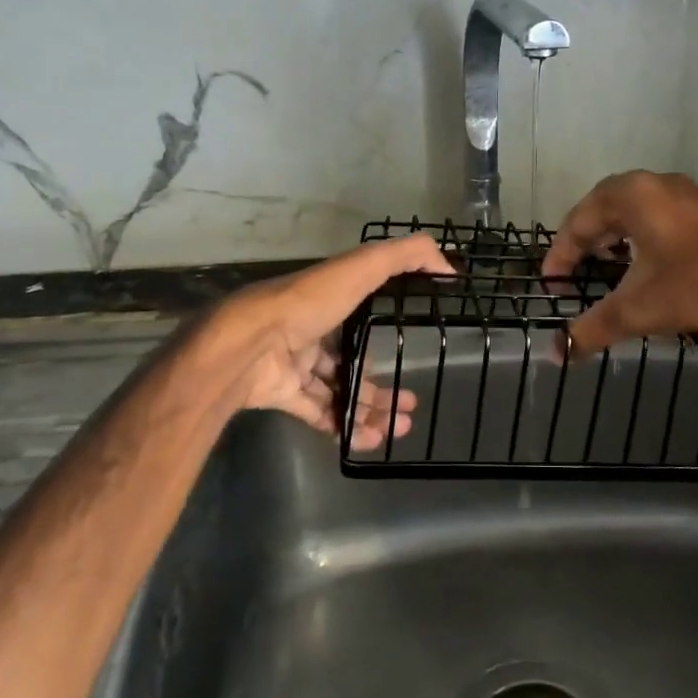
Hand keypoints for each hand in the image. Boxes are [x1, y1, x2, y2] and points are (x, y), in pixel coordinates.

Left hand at [199, 234, 455, 449]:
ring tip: (398, 428)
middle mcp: (312, 332)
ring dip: (369, 409)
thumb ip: (406, 258)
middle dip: (382, 386)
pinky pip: (319, 414)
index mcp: (329, 300)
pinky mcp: (283, 394)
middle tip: (410, 406)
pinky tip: (370, 439)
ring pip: (339, 391)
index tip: (417, 352)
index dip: (390, 334)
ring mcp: (296, 366)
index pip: (364, 316)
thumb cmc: (307, 303)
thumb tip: (449, 267)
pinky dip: (344, 426)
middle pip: (354, 362)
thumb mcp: (362, 268)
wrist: (248, 344)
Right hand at [540, 171, 697, 355]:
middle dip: (584, 242)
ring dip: (612, 237)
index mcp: (630, 195)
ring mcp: (685, 194)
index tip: (551, 286)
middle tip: (572, 273)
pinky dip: (640, 237)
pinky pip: (657, 216)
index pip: (577, 222)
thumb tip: (555, 355)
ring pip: (632, 211)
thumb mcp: (639, 309)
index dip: (560, 256)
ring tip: (605, 266)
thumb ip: (592, 329)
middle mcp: (654, 184)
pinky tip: (647, 264)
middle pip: (602, 209)